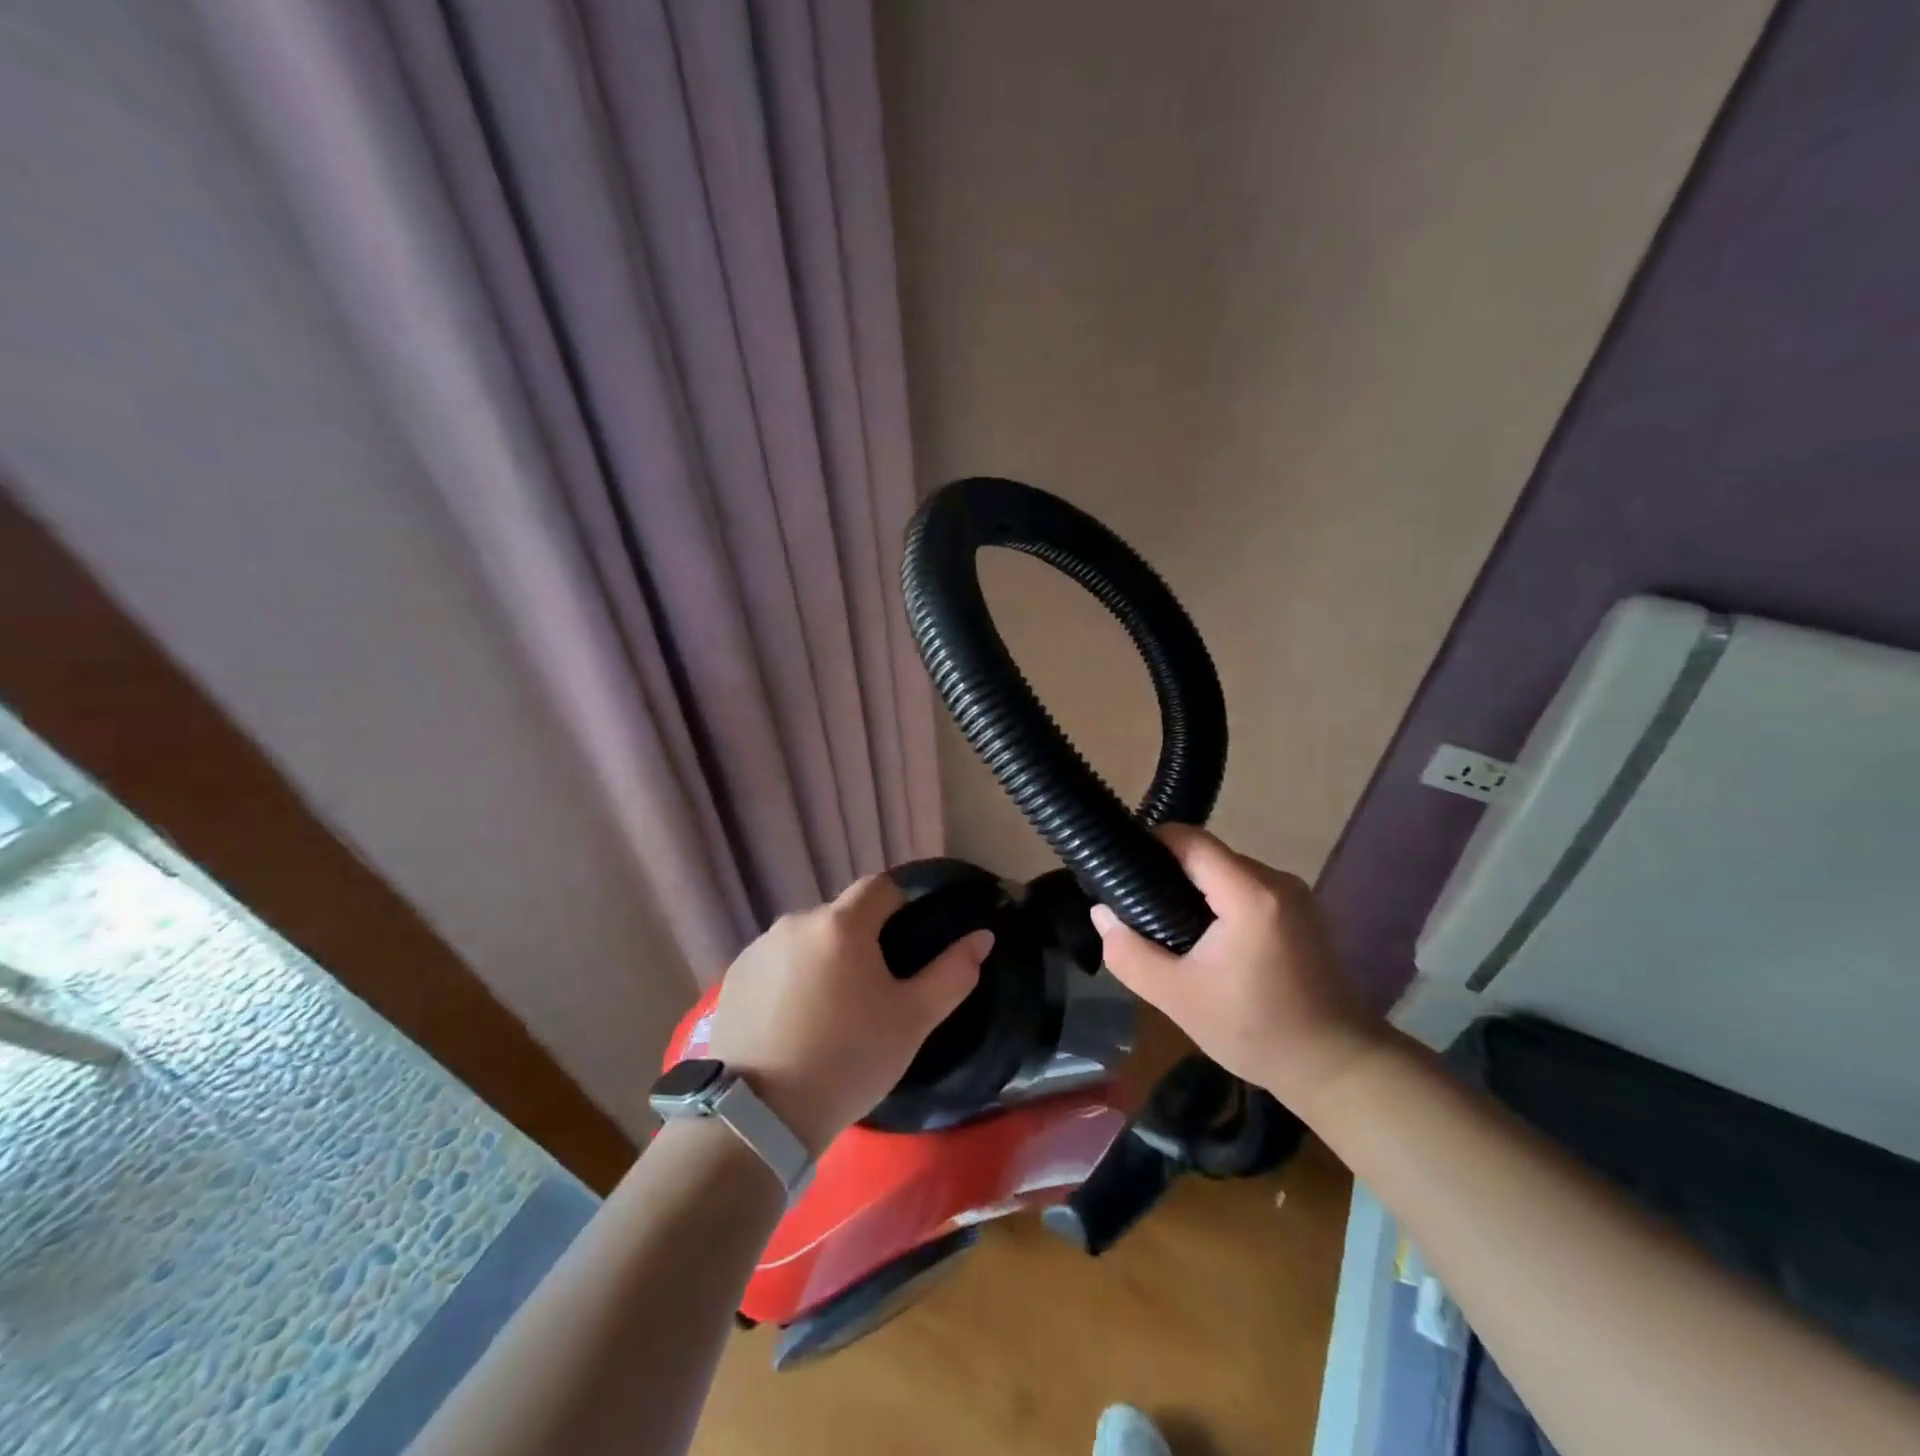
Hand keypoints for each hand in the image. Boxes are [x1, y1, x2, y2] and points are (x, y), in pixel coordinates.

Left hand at [703, 875, 992, 1153]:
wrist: (759, 1116)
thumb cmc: (848, 1059)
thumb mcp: (912, 1020)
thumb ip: (953, 972)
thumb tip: (982, 936)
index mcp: (841, 924)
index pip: (880, 887)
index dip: (901, 907)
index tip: (906, 947)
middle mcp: (795, 921)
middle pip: (841, 916)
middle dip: (861, 942)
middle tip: (871, 993)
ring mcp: (758, 949)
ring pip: (807, 941)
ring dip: (823, 960)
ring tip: (829, 1013)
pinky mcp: (732, 978)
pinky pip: (775, 964)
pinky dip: (789, 980)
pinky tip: (792, 1023)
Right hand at [1089, 825, 1383, 1116]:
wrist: (1335, 1066)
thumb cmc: (1255, 1030)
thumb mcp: (1177, 998)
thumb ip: (1130, 953)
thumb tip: (1102, 913)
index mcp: (1249, 893)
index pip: (1189, 839)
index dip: (1149, 843)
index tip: (1118, 868)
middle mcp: (1275, 880)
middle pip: (1206, 855)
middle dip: (1166, 873)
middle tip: (1134, 907)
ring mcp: (1292, 894)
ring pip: (1225, 872)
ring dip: (1192, 890)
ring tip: (1163, 925)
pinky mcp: (1299, 911)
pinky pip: (1244, 888)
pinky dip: (1217, 902)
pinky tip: (1202, 938)